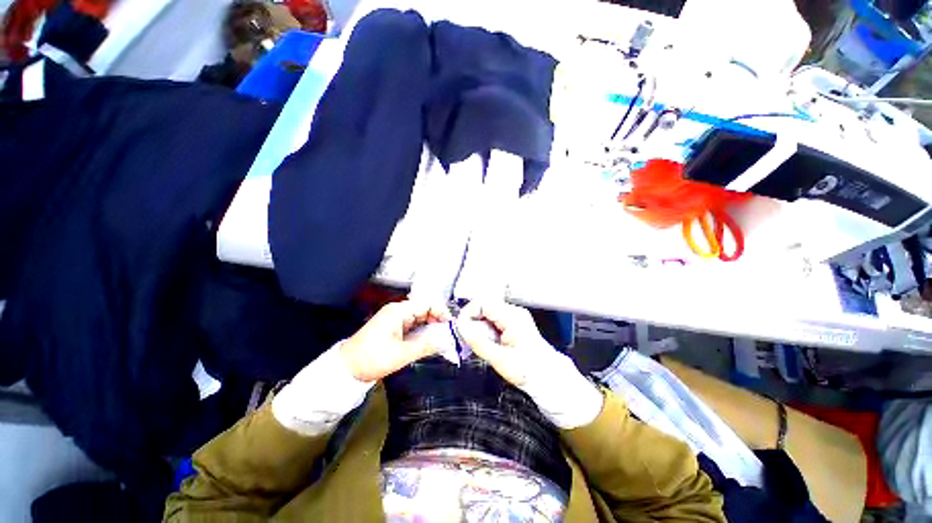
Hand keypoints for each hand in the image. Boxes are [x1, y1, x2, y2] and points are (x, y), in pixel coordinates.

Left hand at [341, 300, 451, 381]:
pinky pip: (413, 325)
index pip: (426, 303)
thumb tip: (446, 341)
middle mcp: (398, 311)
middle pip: (424, 309)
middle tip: (448, 334)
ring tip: (441, 338)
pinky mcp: (393, 327)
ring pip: (419, 317)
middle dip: (437, 319)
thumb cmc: (372, 358)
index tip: (450, 324)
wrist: (346, 368)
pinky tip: (429, 340)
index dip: (441, 311)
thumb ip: (425, 346)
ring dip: (430, 326)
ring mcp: (395, 319)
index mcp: (399, 311)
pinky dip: (422, 331)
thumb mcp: (401, 354)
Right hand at [457, 300, 603, 428]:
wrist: (547, 377)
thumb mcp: (501, 359)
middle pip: (483, 307)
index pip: (483, 302)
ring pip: (486, 314)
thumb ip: (479, 343)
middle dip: (472, 321)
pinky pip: (491, 320)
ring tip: (478, 343)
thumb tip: (461, 328)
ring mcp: (512, 316)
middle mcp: (512, 312)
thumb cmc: (529, 370)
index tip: (460, 327)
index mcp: (512, 317)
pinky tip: (486, 343)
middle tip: (467, 338)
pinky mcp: (511, 323)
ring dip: (477, 327)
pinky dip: (484, 330)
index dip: (468, 313)